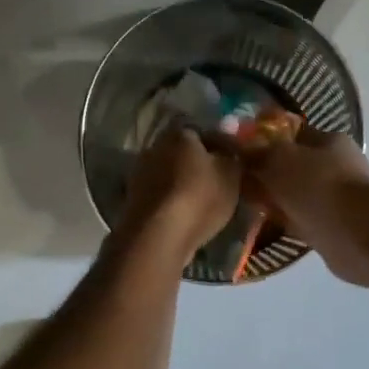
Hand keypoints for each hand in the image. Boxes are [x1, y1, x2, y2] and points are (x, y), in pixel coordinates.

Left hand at [117, 127, 240, 265]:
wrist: (158, 236)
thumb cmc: (199, 196)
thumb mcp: (230, 172)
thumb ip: (232, 154)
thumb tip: (230, 141)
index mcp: (178, 133)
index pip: (203, 132)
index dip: (222, 147)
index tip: (235, 163)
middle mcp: (154, 147)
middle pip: (184, 154)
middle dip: (201, 166)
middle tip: (222, 183)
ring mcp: (140, 174)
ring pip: (172, 175)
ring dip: (186, 185)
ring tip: (207, 203)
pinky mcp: (133, 201)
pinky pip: (162, 196)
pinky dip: (174, 202)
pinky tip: (188, 215)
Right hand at [246, 129, 368, 286]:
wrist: (355, 236)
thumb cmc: (318, 186)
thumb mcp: (278, 159)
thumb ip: (256, 152)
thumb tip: (235, 146)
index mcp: (329, 141)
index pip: (292, 133)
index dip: (264, 139)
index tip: (238, 150)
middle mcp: (336, 166)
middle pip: (293, 165)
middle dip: (267, 172)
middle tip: (236, 180)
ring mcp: (336, 198)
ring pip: (295, 194)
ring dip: (275, 198)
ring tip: (244, 203)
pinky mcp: (332, 227)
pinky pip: (299, 219)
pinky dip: (283, 220)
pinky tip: (262, 224)